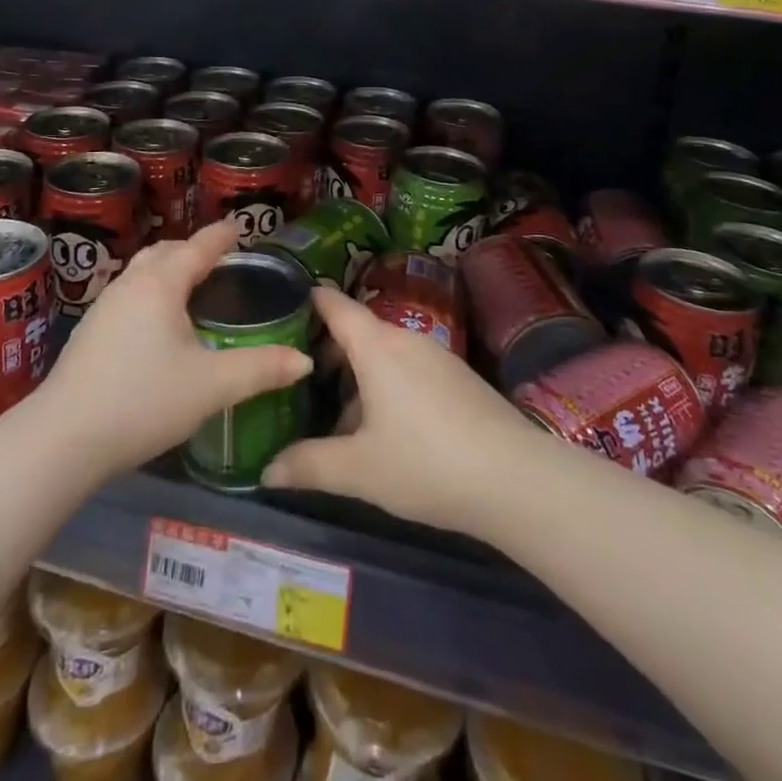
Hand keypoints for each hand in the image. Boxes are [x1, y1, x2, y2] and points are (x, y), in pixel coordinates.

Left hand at [34, 222, 312, 480]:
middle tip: (221, 260)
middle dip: (193, 249)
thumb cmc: (142, 400)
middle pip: (165, 252)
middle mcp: (130, 284)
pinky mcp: (90, 332)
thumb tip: (303, 360)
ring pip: (143, 272)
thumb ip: (260, 369)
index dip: (222, 235)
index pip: (198, 246)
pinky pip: (130, 293)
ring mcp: (105, 307)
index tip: (240, 227)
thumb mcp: (211, 386)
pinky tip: (158, 324)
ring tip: (192, 287)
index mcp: (161, 284)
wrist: (62, 439)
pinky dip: (152, 291)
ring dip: (169, 269)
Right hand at [262, 285, 532, 533]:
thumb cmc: (426, 463)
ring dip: (357, 377)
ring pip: (383, 355)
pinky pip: (408, 370)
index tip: (280, 308)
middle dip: (327, 352)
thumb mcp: (358, 470)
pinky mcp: (459, 379)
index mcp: (376, 346)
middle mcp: (405, 340)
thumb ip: (308, 465)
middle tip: (298, 381)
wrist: (515, 479)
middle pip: (358, 332)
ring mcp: (436, 357)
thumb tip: (265, 470)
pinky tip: (384, 432)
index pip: (335, 305)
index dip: (308, 301)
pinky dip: (386, 387)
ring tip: (336, 418)